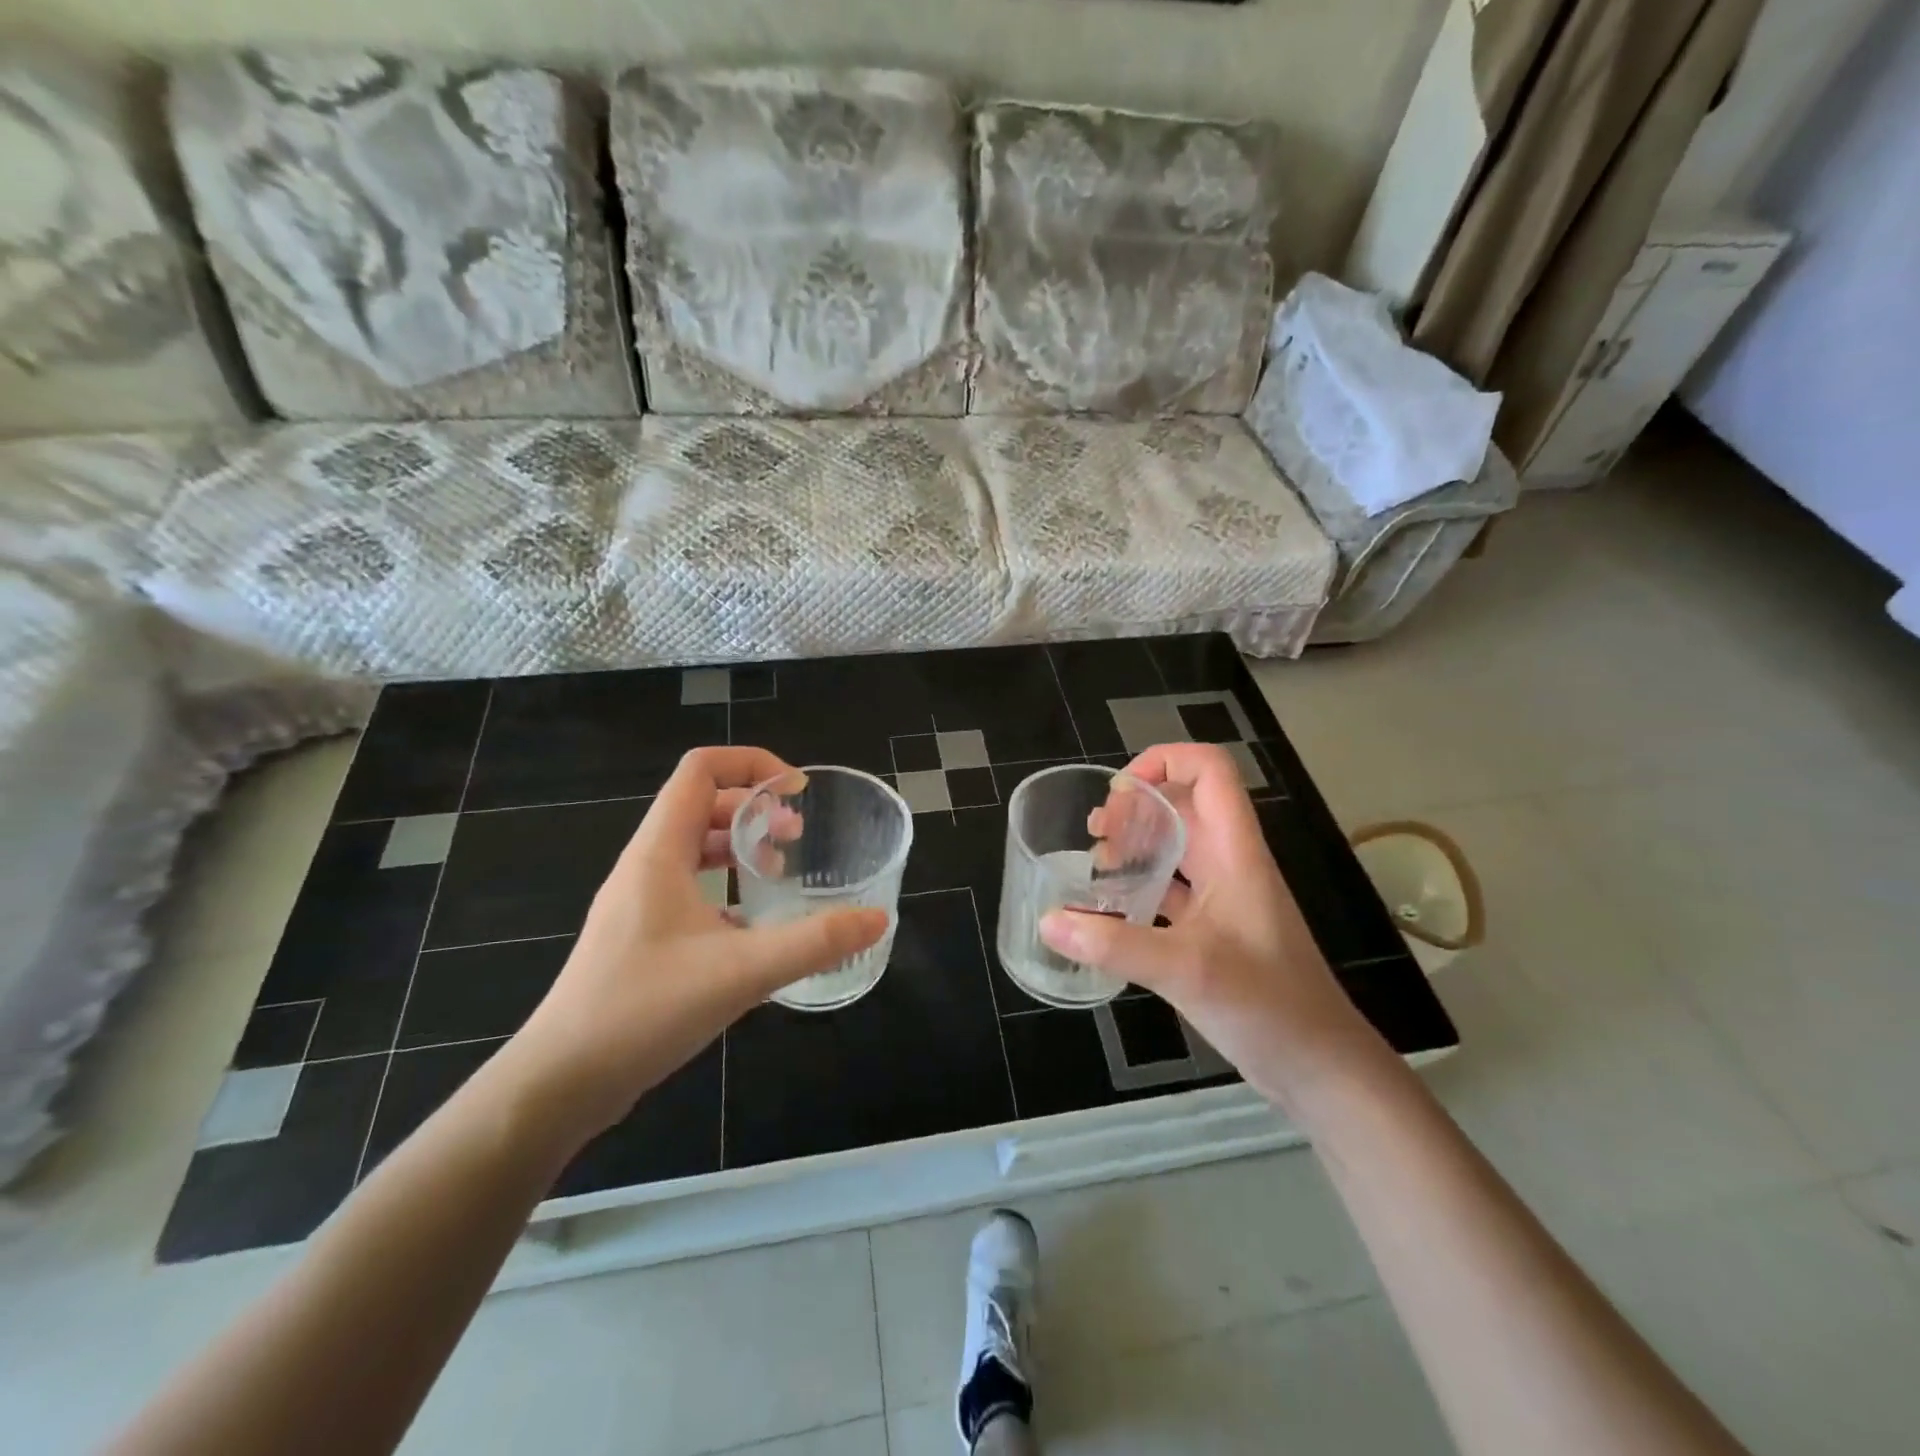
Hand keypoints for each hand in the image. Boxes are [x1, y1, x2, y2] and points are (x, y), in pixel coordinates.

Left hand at [505, 747, 887, 1139]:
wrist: (560, 1082)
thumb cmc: (644, 1009)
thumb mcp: (742, 972)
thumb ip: (815, 942)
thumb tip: (878, 919)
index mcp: (659, 852)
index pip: (701, 770)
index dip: (752, 764)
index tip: (797, 793)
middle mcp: (645, 866)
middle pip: (701, 804)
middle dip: (754, 809)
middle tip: (797, 837)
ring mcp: (638, 902)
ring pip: (693, 848)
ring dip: (739, 846)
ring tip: (780, 871)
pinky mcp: (640, 936)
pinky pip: (688, 888)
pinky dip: (725, 888)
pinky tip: (753, 927)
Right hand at [1042, 743, 1387, 1110]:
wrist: (1320, 1069)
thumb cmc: (1267, 1006)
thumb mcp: (1186, 970)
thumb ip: (1115, 944)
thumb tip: (1048, 920)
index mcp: (1236, 852)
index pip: (1210, 770)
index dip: (1165, 761)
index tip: (1120, 793)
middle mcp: (1230, 863)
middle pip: (1185, 805)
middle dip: (1137, 807)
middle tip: (1095, 835)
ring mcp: (1225, 898)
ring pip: (1177, 847)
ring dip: (1137, 845)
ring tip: (1095, 864)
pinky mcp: (1216, 930)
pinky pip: (1173, 890)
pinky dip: (1140, 888)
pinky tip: (1110, 910)